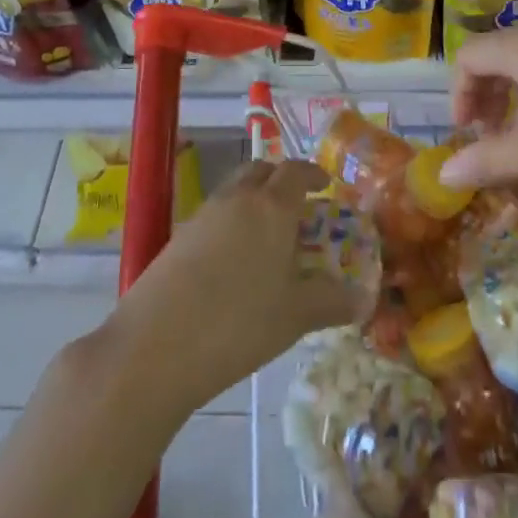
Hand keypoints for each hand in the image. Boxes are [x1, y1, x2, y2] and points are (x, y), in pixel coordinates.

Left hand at [115, 159, 361, 413]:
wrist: (154, 347)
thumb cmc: (239, 323)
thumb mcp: (295, 316)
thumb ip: (332, 302)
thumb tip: (363, 300)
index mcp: (272, 207)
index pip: (296, 171)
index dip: (314, 174)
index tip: (327, 187)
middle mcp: (237, 199)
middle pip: (261, 170)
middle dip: (281, 180)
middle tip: (298, 206)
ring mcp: (203, 215)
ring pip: (235, 190)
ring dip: (254, 199)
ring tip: (267, 236)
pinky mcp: (178, 237)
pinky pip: (214, 214)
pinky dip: (231, 222)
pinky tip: (234, 261)